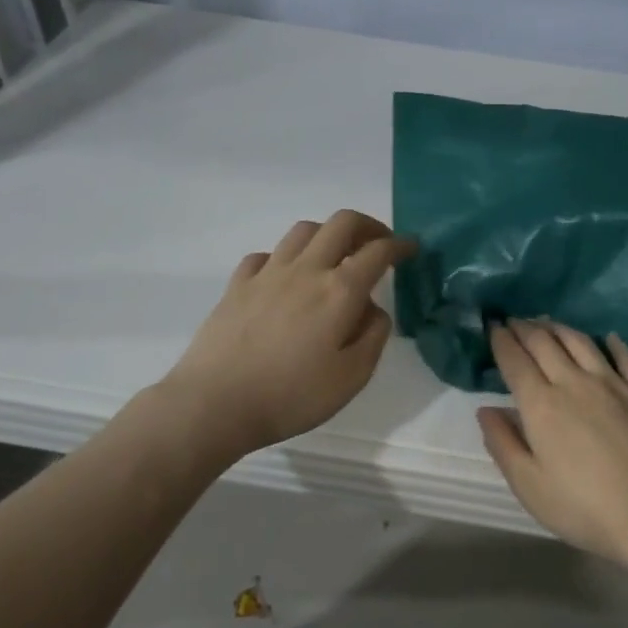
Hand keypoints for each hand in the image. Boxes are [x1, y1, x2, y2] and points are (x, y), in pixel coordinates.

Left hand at [165, 210, 415, 458]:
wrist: (215, 404)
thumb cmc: (292, 396)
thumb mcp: (352, 377)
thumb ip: (373, 336)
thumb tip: (373, 309)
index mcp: (339, 291)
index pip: (378, 252)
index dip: (400, 245)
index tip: (412, 247)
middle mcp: (306, 270)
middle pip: (340, 223)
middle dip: (367, 225)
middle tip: (378, 243)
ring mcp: (267, 273)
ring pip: (303, 231)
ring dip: (327, 234)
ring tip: (335, 256)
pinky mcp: (237, 285)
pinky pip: (266, 254)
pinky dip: (285, 257)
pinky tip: (286, 277)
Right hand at [477, 320, 627, 566]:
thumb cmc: (583, 507)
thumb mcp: (529, 486)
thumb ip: (503, 444)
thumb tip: (486, 410)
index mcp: (541, 404)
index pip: (515, 361)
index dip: (501, 340)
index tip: (493, 326)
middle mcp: (575, 383)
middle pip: (546, 343)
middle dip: (526, 328)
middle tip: (515, 320)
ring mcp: (614, 384)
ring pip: (582, 342)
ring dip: (560, 328)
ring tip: (549, 323)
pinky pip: (627, 358)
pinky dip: (614, 343)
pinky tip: (609, 338)